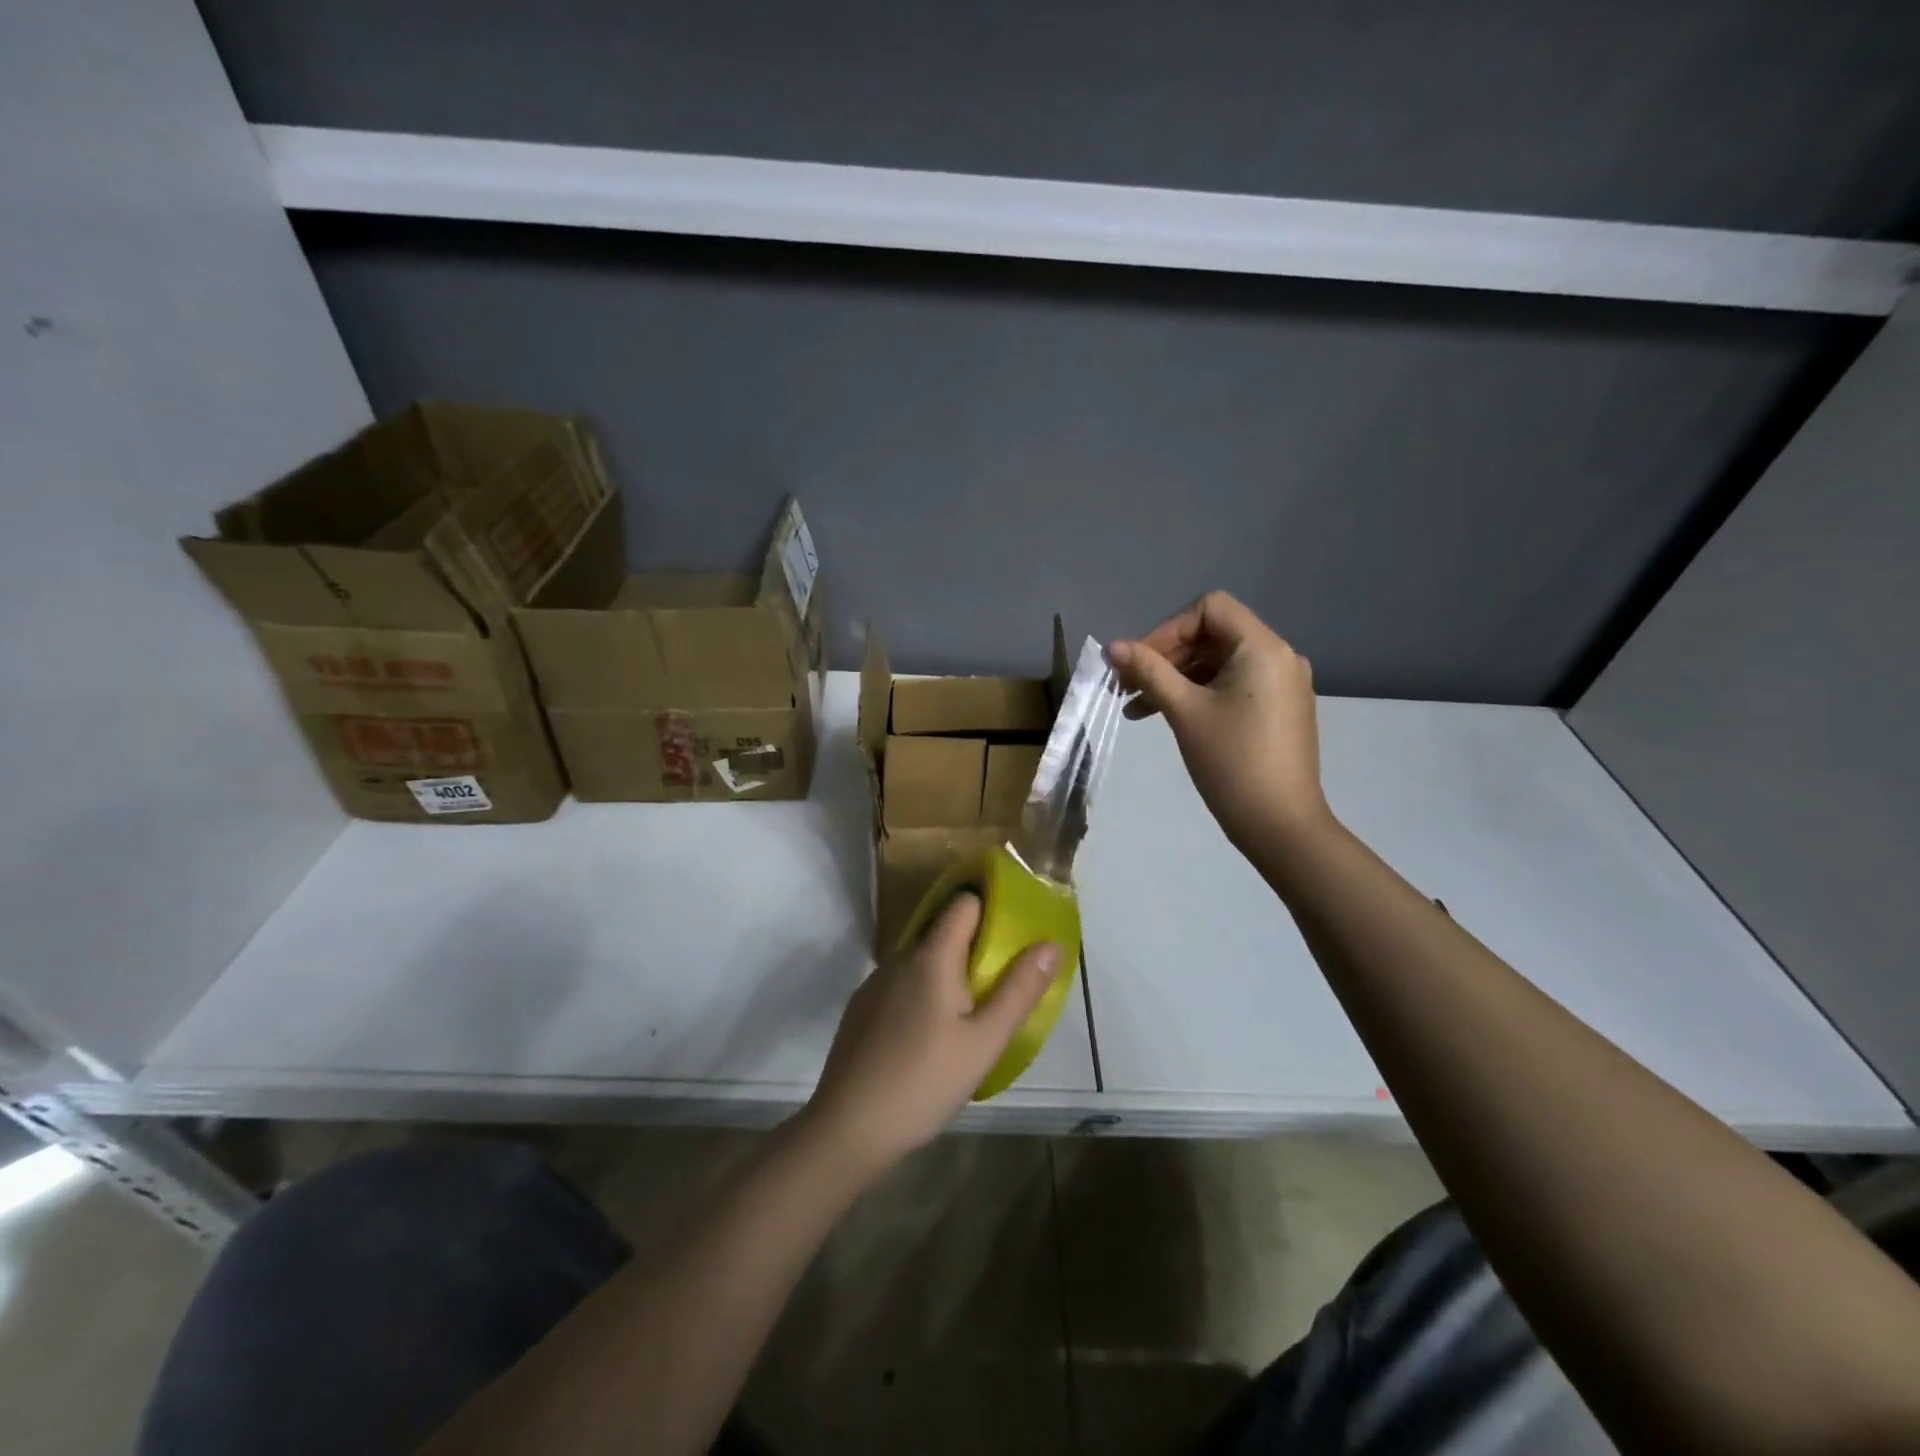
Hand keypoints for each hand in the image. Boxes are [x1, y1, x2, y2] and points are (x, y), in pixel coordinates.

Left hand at [804, 894, 1058, 1175]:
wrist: (848, 1128)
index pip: (963, 903)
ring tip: (969, 1016)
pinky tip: (929, 1039)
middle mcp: (899, 958)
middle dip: (974, 950)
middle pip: (943, 933)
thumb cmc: (925, 1081)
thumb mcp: (985, 1041)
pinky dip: (921, 996)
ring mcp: (874, 984)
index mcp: (931, 956)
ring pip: (921, 962)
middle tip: (1001, 985)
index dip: (990, 910)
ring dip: (947, 976)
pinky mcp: (860, 1009)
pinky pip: (901, 986)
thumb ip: (1019, 990)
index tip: (1014, 935)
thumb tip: (1051, 943)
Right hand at [1109, 592, 1333, 854]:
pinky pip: (1233, 686)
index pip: (1210, 609)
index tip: (1139, 663)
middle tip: (1128, 686)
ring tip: (1136, 709)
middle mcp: (1279, 657)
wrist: (1280, 825)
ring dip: (1177, 679)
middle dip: (1167, 657)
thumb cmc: (1231, 762)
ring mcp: (1282, 685)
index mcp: (1263, 648)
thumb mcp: (1184, 711)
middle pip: (1213, 635)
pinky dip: (1199, 694)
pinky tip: (1168, 717)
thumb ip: (1149, 671)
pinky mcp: (1279, 710)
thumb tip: (1112, 646)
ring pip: (1219, 664)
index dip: (1168, 629)